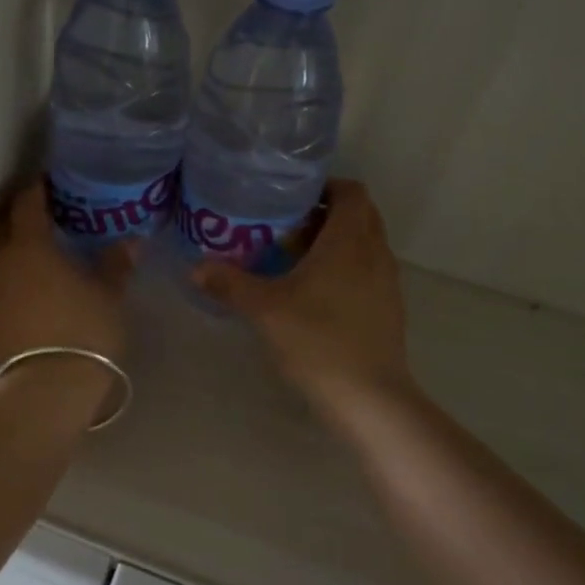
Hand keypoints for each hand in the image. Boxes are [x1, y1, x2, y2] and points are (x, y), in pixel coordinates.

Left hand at [0, 181, 134, 366]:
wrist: (49, 385)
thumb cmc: (84, 329)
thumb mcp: (108, 293)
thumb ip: (116, 263)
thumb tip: (132, 242)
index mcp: (29, 244)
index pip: (26, 203)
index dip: (38, 189)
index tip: (52, 182)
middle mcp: (1, 260)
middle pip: (4, 224)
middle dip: (21, 214)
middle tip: (47, 213)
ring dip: (13, 243)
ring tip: (40, 246)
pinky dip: (11, 269)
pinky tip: (33, 278)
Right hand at [192, 179, 409, 403]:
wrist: (368, 398)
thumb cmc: (317, 341)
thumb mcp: (265, 310)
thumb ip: (230, 284)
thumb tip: (195, 267)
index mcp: (350, 241)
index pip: (352, 191)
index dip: (326, 186)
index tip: (292, 196)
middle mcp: (375, 253)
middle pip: (360, 214)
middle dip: (327, 212)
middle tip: (287, 223)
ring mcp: (387, 283)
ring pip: (366, 244)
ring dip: (338, 241)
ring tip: (297, 256)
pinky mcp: (389, 309)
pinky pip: (369, 270)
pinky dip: (346, 267)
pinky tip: (316, 292)